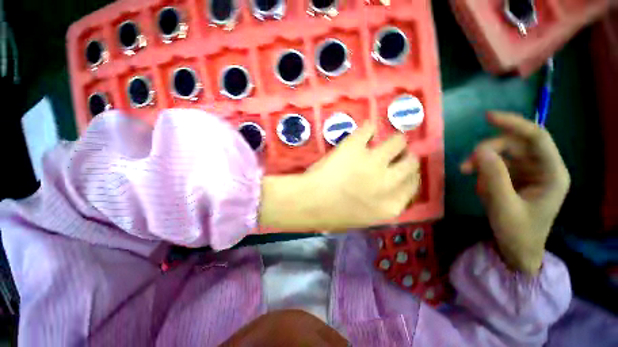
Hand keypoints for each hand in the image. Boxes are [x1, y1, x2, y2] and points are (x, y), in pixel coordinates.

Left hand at [260, 123, 420, 230]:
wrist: (310, 202)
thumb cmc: (333, 215)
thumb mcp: (364, 217)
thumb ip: (382, 203)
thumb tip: (390, 187)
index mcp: (391, 206)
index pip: (413, 184)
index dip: (409, 174)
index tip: (401, 168)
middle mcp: (388, 182)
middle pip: (410, 162)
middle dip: (404, 156)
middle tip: (394, 153)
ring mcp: (373, 161)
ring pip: (397, 142)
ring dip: (394, 140)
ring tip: (383, 140)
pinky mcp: (355, 146)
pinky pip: (369, 129)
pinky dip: (368, 129)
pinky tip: (366, 131)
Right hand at [460, 112, 569, 274]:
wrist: (517, 250)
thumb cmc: (517, 233)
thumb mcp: (504, 207)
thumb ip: (494, 177)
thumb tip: (480, 150)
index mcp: (552, 174)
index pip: (537, 138)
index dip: (514, 124)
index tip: (487, 117)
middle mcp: (543, 168)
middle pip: (515, 145)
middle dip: (488, 151)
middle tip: (466, 165)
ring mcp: (529, 173)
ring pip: (503, 154)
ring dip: (482, 162)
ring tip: (467, 175)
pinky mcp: (516, 178)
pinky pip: (497, 166)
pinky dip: (484, 172)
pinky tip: (480, 187)